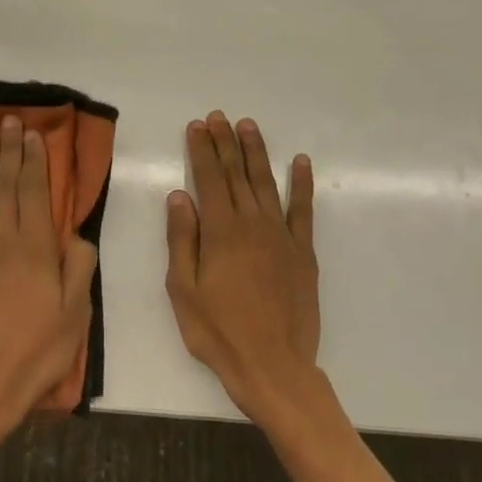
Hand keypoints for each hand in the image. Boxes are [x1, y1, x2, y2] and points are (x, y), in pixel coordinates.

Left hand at [0, 117, 98, 449]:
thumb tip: (74, 233)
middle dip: (8, 150)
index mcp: (35, 250)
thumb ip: (78, 268)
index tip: (32, 134)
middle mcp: (0, 240)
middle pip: (4, 185)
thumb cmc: (35, 355)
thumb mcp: (75, 316)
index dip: (34, 161)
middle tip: (8, 120)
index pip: (34, 193)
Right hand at [166, 112, 321, 421]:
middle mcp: (252, 224)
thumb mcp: (183, 289)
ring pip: (266, 184)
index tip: (197, 126)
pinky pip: (303, 210)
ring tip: (248, 126)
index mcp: (220, 232)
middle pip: (236, 174)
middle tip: (218, 117)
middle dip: (225, 143)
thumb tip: (178, 196)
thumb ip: (182, 240)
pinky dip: (301, 184)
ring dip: (257, 153)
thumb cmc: (217, 331)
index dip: (201, 150)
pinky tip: (300, 162)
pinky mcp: (303, 253)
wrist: (273, 364)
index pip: (208, 179)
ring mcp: (282, 236)